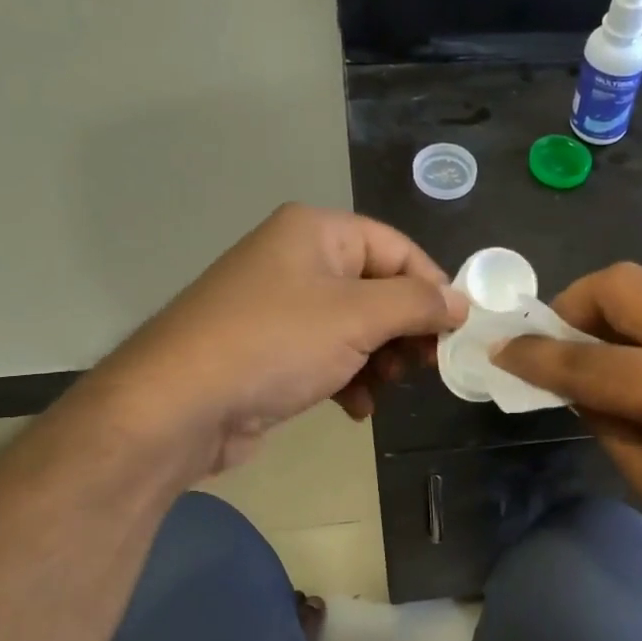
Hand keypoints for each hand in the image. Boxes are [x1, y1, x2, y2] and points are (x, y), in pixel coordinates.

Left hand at [98, 205, 467, 475]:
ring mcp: (281, 307)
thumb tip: (461, 301)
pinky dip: (349, 379)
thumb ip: (418, 304)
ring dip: (380, 361)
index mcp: (317, 232)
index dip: (432, 287)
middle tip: (421, 367)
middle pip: (378, 289)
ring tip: (383, 389)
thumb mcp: (358, 317)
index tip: (455, 332)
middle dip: (404, 331)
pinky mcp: (272, 351)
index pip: (397, 248)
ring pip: (357, 327)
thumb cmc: (276, 344)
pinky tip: (355, 408)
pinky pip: (329, 355)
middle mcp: (298, 260)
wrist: (180, 406)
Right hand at [496, 263, 641, 591]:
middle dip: (572, 304)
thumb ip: (606, 423)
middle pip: (622, 284)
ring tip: (593, 354)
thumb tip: (573, 385)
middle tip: (555, 344)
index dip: (535, 356)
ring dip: (609, 311)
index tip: (501, 351)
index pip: (587, 360)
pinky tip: (639, 363)